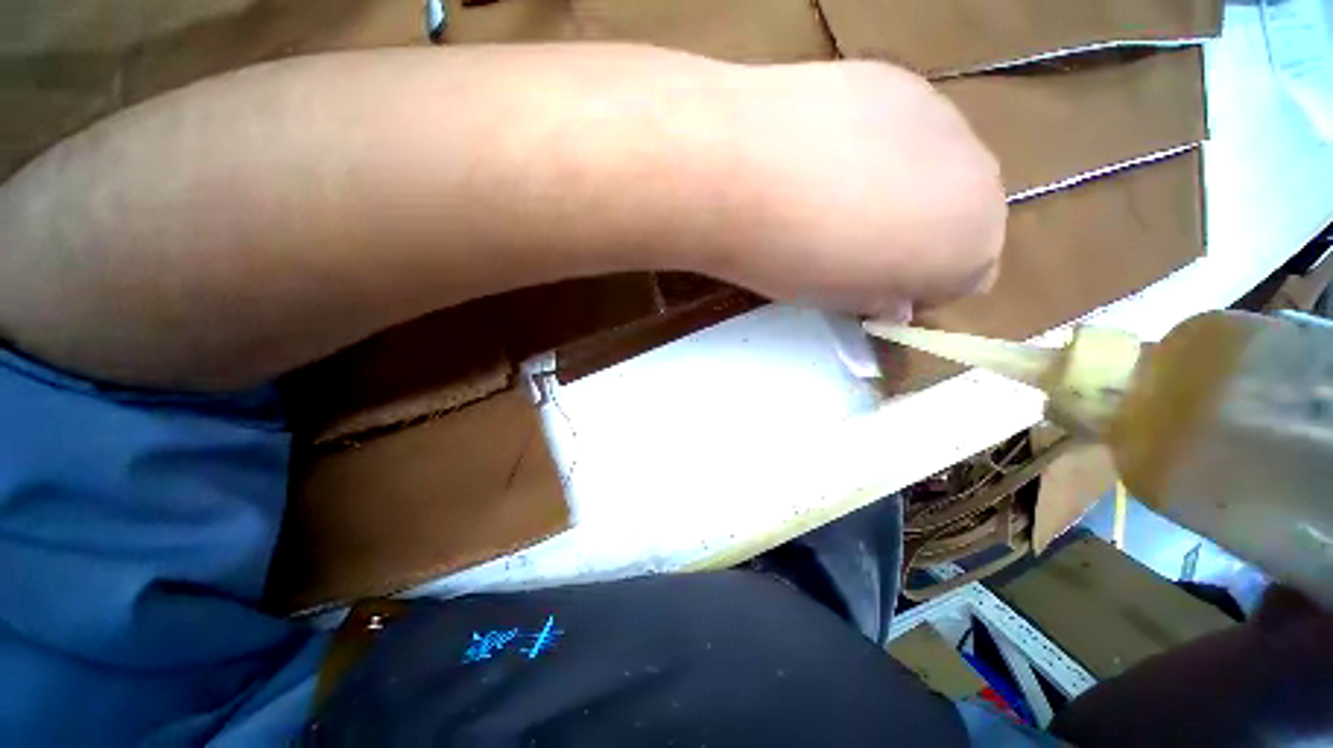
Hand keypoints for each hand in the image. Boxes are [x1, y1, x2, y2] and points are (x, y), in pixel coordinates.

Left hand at [689, 60, 1006, 317]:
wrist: (741, 173)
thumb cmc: (791, 259)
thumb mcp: (838, 301)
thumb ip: (880, 298)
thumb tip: (894, 297)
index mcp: (971, 245)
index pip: (969, 278)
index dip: (922, 285)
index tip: (880, 287)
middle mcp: (981, 176)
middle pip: (962, 216)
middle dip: (921, 235)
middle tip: (857, 243)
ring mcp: (943, 116)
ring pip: (936, 169)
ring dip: (901, 187)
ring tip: (834, 194)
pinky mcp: (898, 79)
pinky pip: (902, 129)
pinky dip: (877, 146)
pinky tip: (825, 152)